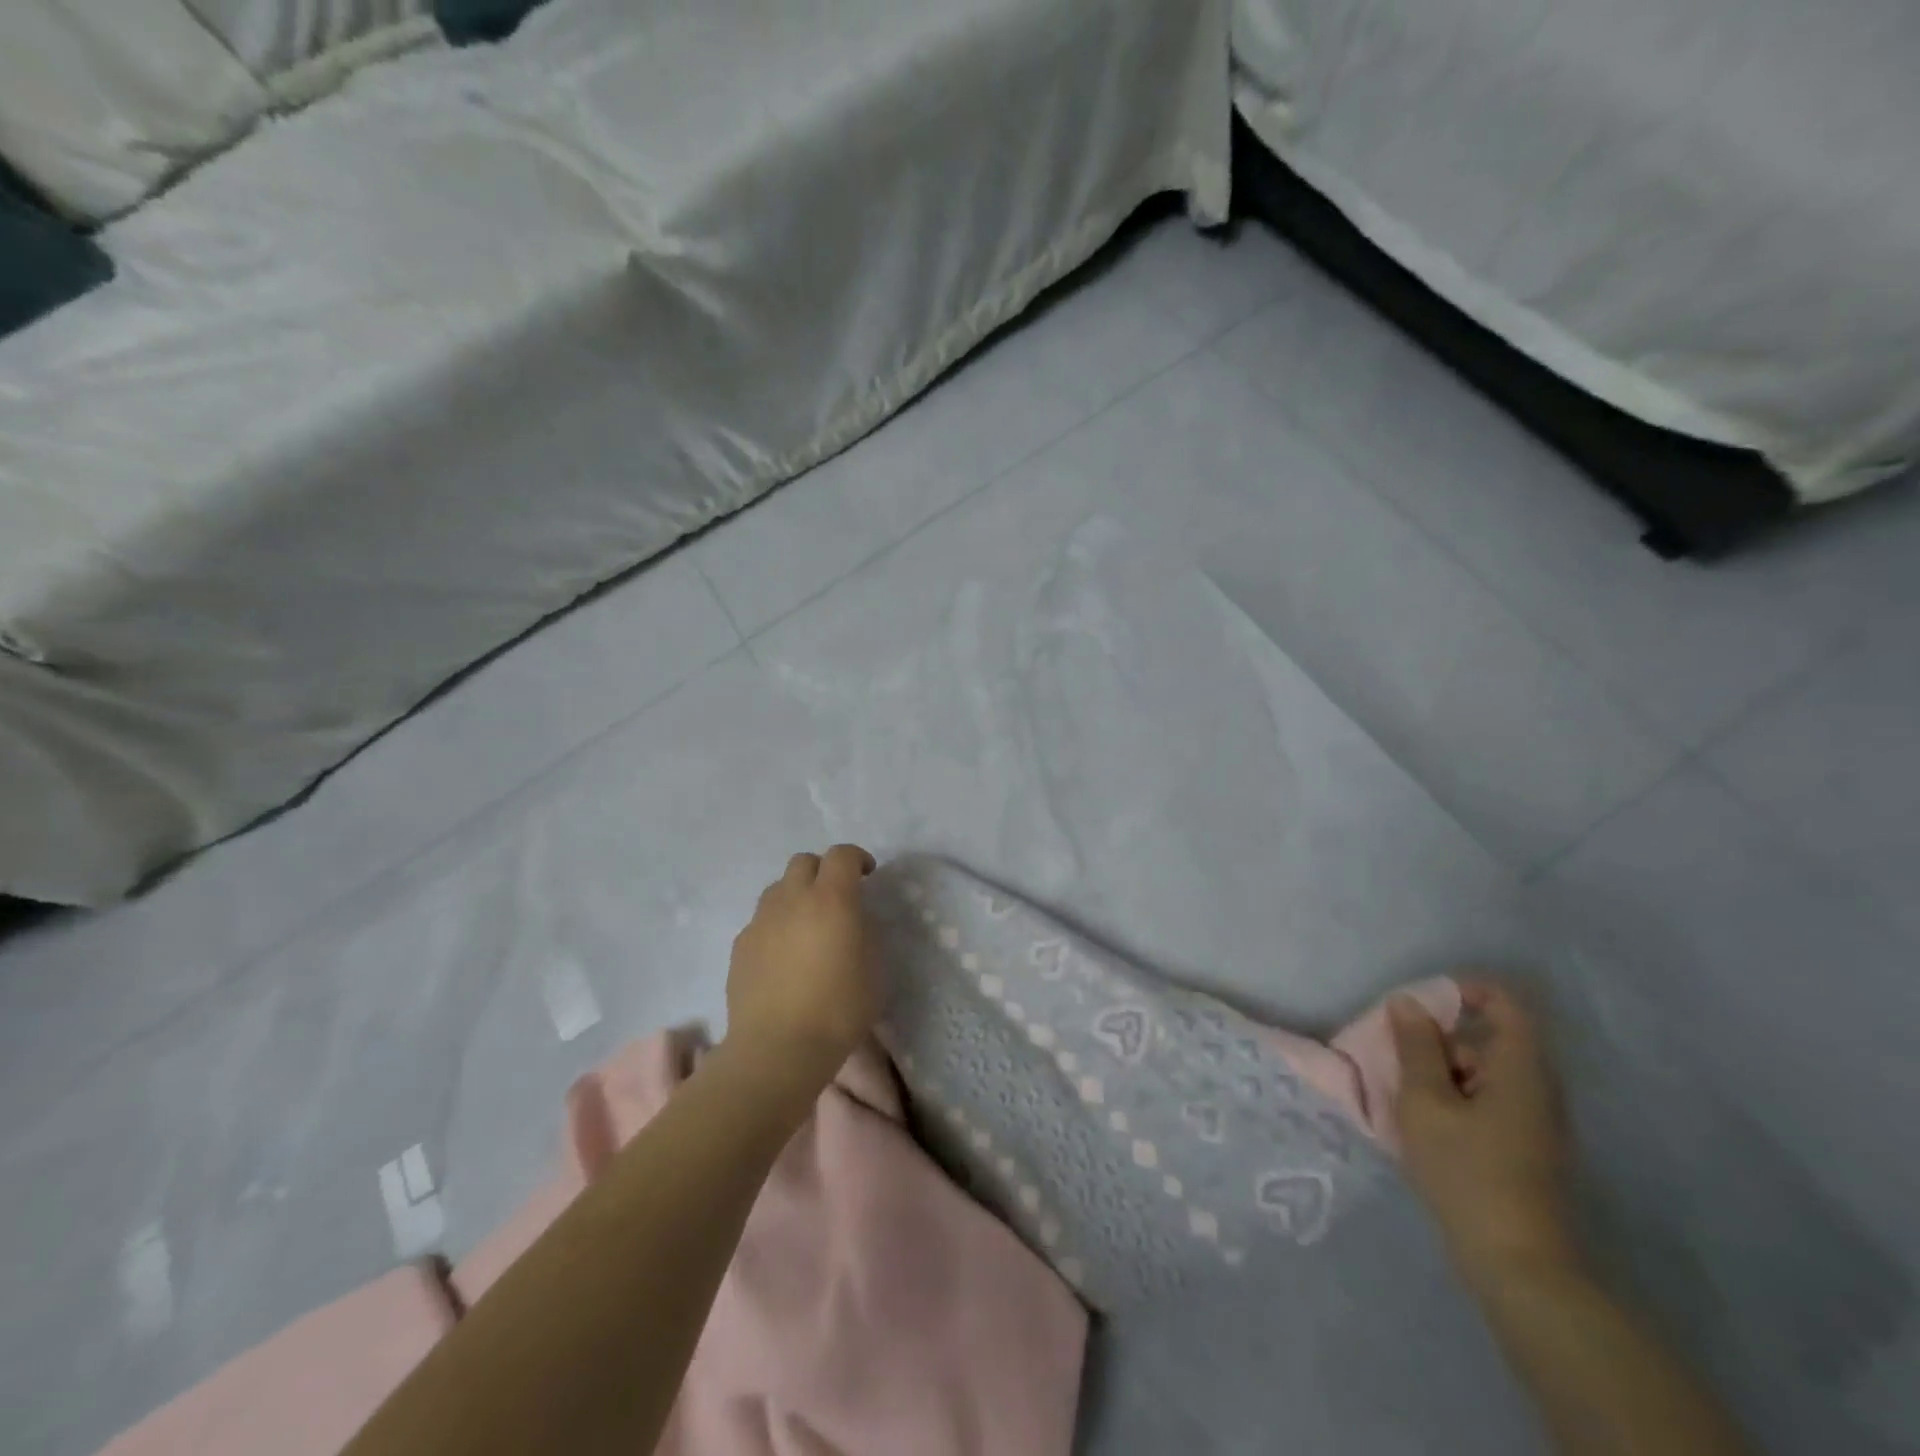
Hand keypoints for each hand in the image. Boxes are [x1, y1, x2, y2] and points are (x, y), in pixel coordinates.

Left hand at [726, 845, 879, 1086]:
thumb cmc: (838, 1010)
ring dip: (796, 895)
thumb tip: (853, 920)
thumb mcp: (874, 969)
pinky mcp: (740, 945)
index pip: (842, 855)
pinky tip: (784, 955)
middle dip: (823, 870)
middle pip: (804, 862)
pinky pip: (762, 920)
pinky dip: (777, 924)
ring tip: (807, 925)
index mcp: (832, 899)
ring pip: (778, 888)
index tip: (867, 874)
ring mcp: (761, 920)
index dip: (857, 858)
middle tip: (836, 897)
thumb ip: (865, 932)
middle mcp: (792, 899)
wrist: (778, 1048)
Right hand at [1389, 983, 1577, 1277]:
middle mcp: (1537, 1088)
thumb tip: (1408, 1003)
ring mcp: (1536, 1121)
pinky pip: (1489, 1100)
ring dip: (1443, 1071)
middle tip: (1399, 1057)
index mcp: (1520, 1069)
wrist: (1517, 1265)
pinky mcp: (1527, 1148)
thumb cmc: (1467, 1171)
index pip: (1505, 1002)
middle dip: (1441, 1038)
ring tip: (1405, 1095)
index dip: (1465, 989)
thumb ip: (1415, 1047)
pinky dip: (1455, 1097)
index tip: (1421, 1002)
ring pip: (1485, 1072)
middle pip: (1490, 1037)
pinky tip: (1426, 1124)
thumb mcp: (1425, 1102)